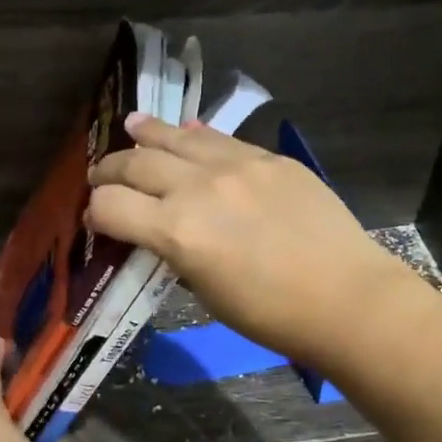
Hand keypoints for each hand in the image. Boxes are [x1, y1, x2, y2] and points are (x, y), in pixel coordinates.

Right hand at [87, 114, 406, 366]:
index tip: (97, 219)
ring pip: (176, 138)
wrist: (345, 297)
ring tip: (132, 126)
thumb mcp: (207, 293)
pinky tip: (186, 132)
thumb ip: (177, 253)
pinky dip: (195, 137)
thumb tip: (164, 232)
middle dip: (110, 170)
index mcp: (177, 231)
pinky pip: (220, 139)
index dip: (95, 212)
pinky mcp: (269, 159)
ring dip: (147, 134)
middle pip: (136, 164)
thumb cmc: (271, 315)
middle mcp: (198, 188)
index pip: (111, 206)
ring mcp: (237, 166)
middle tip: (102, 175)